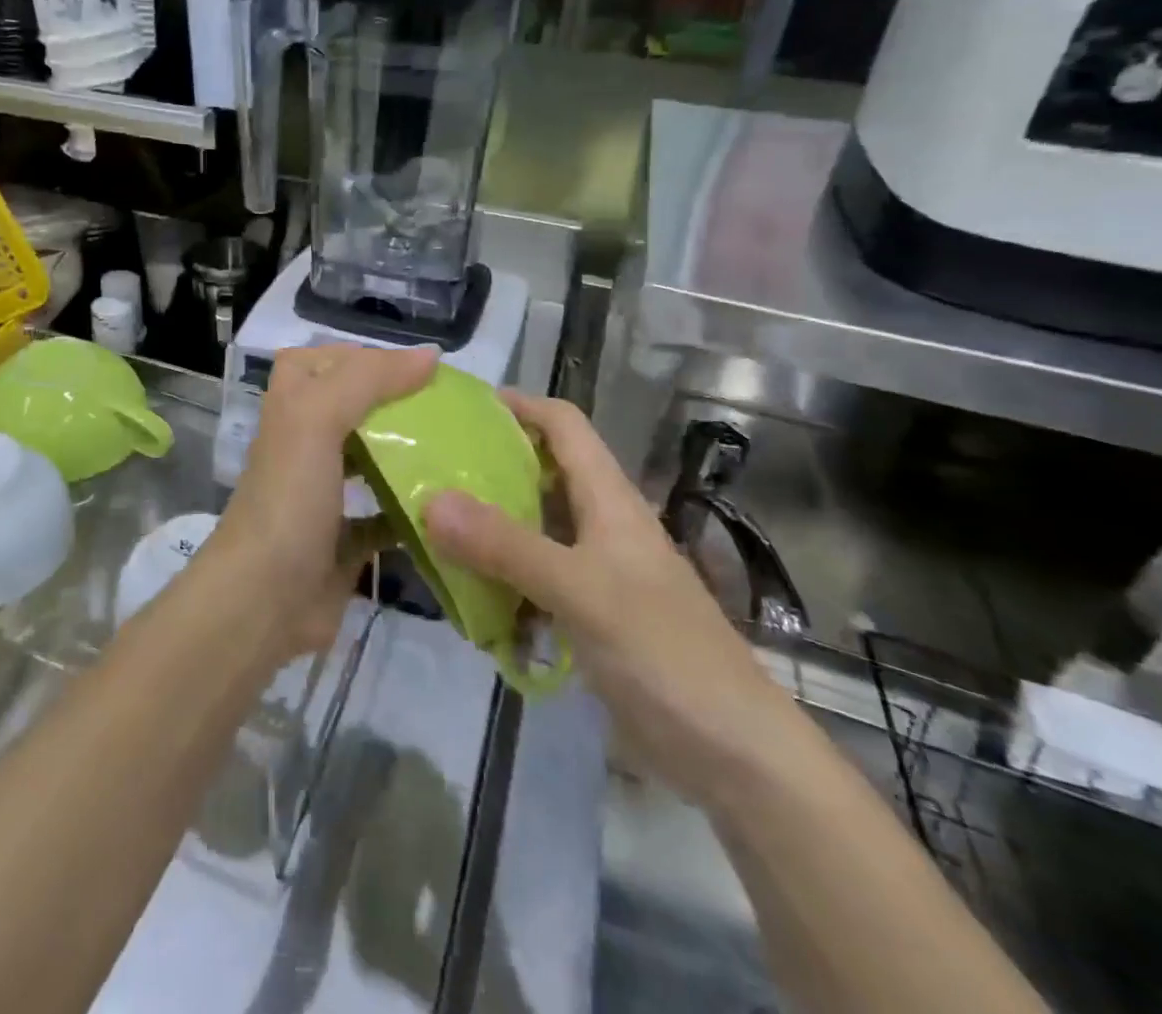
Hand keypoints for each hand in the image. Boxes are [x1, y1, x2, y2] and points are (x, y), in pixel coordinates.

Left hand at [209, 344, 437, 657]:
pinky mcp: (342, 542)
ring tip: (456, 449)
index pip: (320, 362)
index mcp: (291, 410)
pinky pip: (383, 519)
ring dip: (406, 454)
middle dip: (396, 405)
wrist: (263, 600)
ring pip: (369, 461)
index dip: (362, 357)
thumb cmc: (289, 498)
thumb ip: (368, 379)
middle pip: (351, 410)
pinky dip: (411, 512)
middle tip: (448, 410)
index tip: (416, 368)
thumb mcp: (317, 419)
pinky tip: (448, 508)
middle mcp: (304, 447)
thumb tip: (429, 356)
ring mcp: (322, 496)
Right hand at [424, 391, 798, 804]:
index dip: (518, 405)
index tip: (459, 408)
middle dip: (487, 467)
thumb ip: (505, 545)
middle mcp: (601, 525)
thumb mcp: (579, 591)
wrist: (734, 755)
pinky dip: (500, 582)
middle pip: (540, 474)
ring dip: (487, 528)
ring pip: (532, 529)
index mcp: (609, 499)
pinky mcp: (590, 615)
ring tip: (430, 529)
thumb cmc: (664, 653)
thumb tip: (431, 499)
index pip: (563, 425)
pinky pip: (533, 581)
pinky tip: (466, 599)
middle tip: (427, 471)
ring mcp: (596, 572)